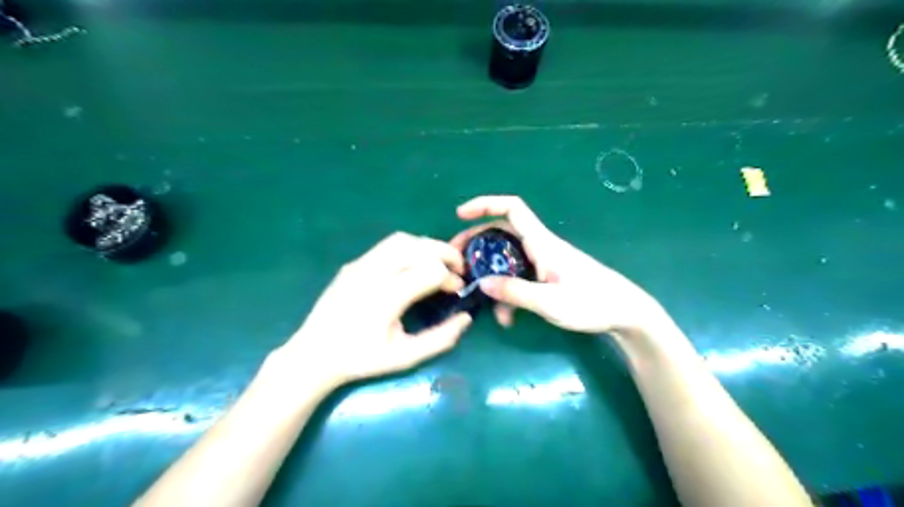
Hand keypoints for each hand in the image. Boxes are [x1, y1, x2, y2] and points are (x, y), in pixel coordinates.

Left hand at [274, 233, 473, 387]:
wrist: (314, 354)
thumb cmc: (361, 359)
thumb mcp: (406, 357)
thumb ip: (441, 338)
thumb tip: (466, 318)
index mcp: (387, 297)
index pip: (431, 271)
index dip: (451, 279)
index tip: (457, 291)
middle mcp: (374, 273)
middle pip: (420, 247)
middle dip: (446, 253)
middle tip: (459, 268)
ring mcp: (361, 264)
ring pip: (403, 239)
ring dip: (427, 246)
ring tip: (438, 262)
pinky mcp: (354, 263)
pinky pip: (387, 245)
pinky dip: (409, 248)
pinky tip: (413, 265)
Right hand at [450, 197, 665, 334]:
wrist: (625, 313)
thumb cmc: (592, 303)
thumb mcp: (550, 302)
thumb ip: (515, 292)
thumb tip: (482, 283)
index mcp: (542, 243)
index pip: (512, 209)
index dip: (485, 204)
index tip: (460, 214)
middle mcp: (540, 247)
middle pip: (501, 233)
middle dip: (476, 243)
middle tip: (457, 260)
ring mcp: (543, 262)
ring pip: (508, 258)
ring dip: (491, 273)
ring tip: (477, 295)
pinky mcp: (547, 276)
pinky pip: (519, 276)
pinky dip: (508, 291)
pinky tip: (506, 316)